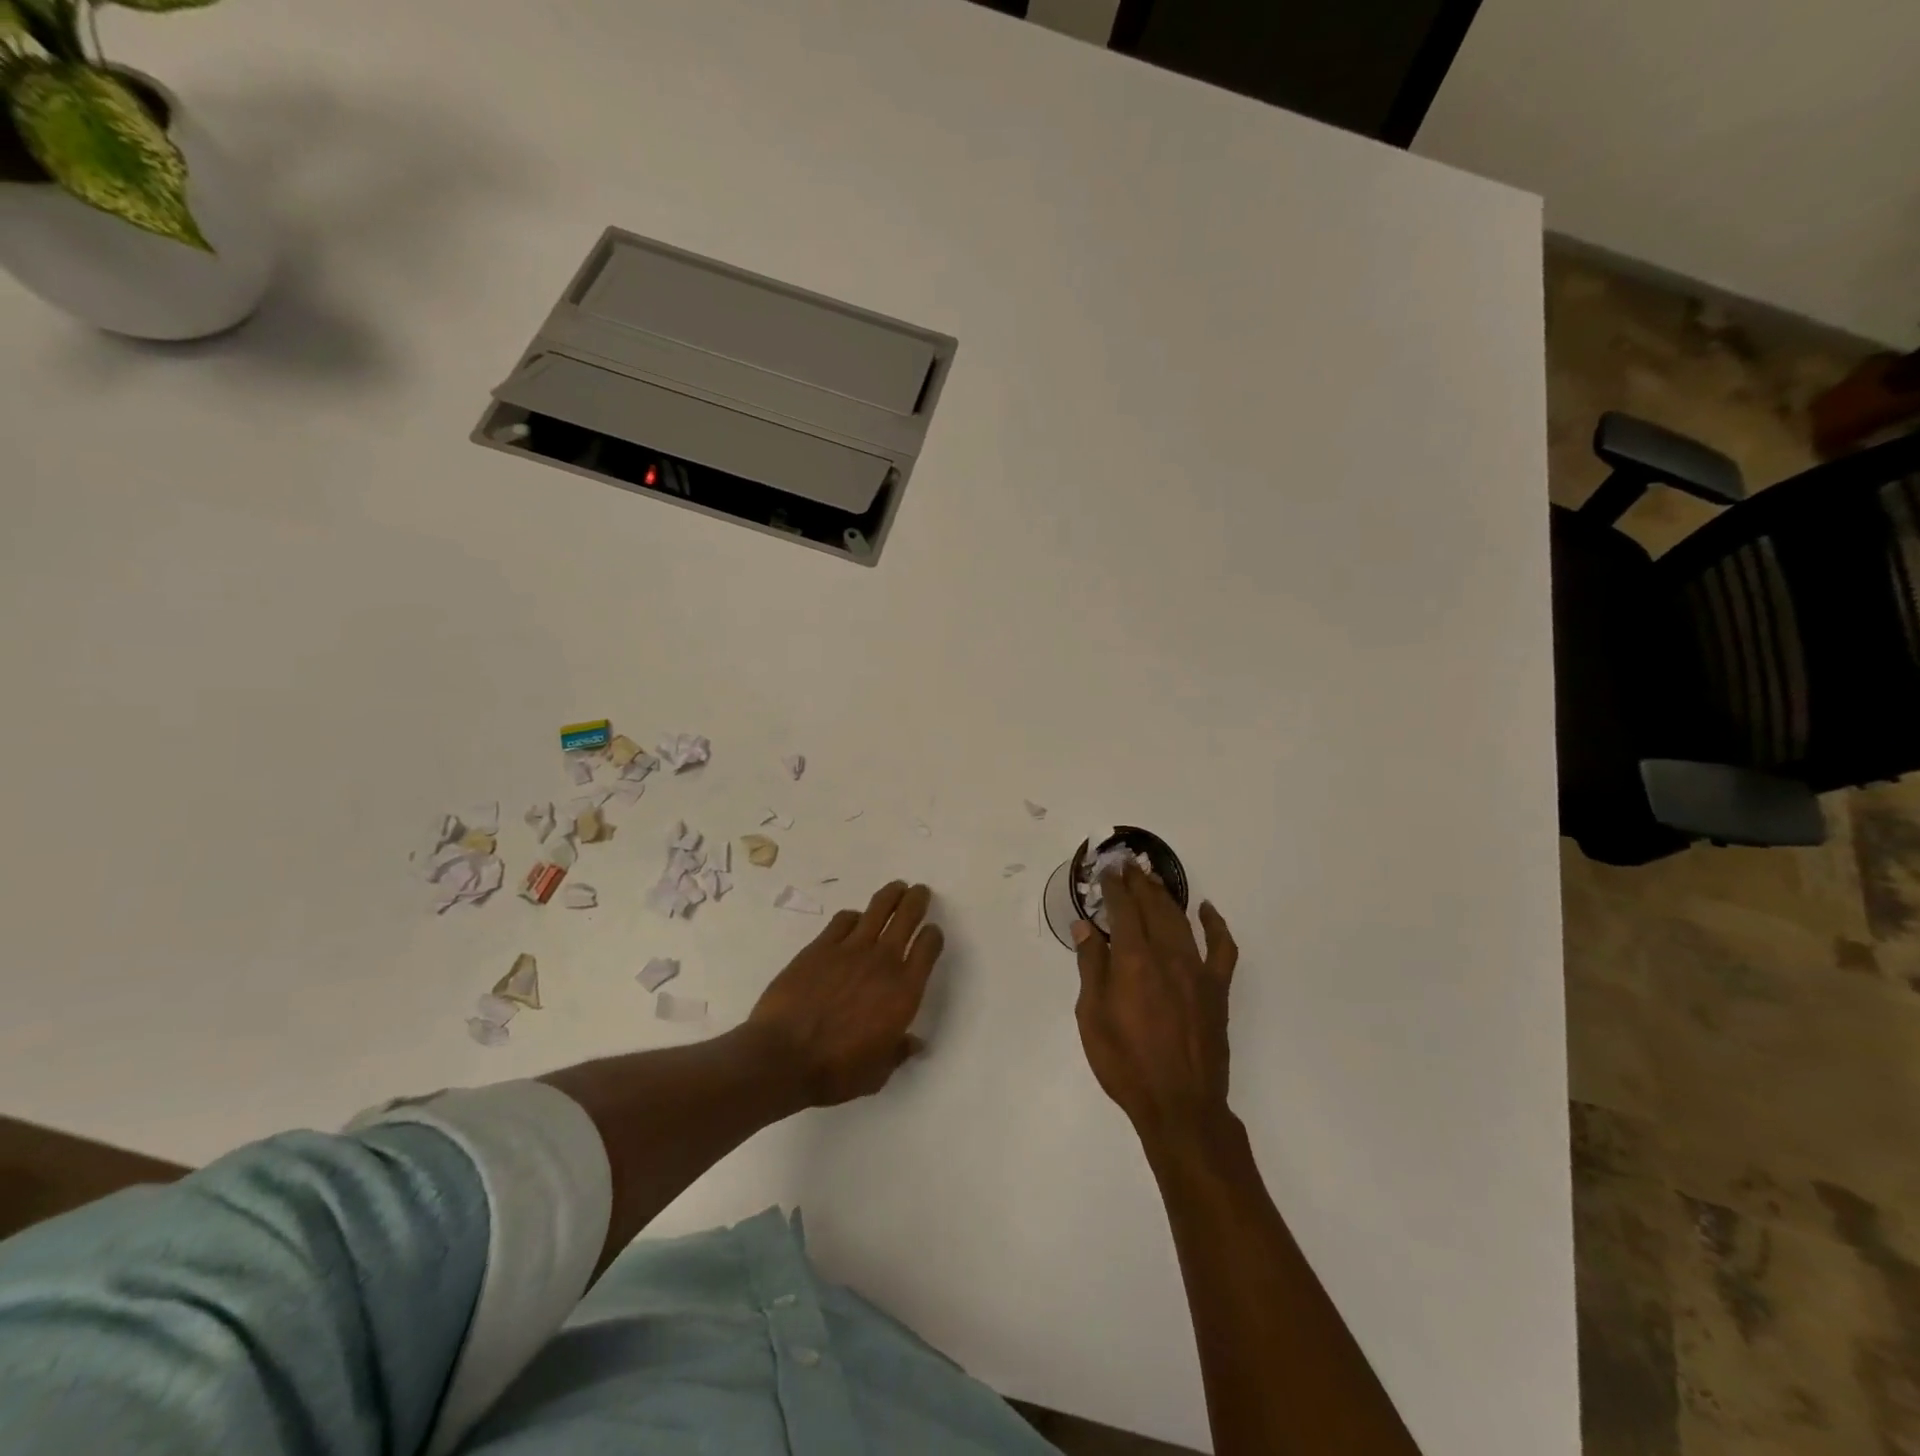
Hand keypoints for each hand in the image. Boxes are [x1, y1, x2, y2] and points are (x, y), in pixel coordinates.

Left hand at [746, 880, 943, 1106]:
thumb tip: (915, 1044)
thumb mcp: (877, 1072)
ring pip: (878, 909)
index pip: (928, 948)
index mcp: (904, 991)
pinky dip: (853, 916)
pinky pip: (843, 920)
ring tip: (896, 888)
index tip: (932, 933)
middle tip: (920, 891)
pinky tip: (854, 919)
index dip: (933, 936)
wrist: (782, 1057)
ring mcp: (850, 949)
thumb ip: (898, 1052)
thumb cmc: (835, 1071)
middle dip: (916, 900)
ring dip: (891, 895)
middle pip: (907, 917)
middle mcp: (883, 962)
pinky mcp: (820, 946)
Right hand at [1074, 862, 1238, 1140]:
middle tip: (1127, 865)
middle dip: (1138, 882)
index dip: (1114, 887)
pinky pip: (1222, 948)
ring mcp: (1197, 970)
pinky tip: (1206, 910)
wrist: (1179, 1104)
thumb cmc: (1125, 1063)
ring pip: (1180, 920)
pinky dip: (1215, 925)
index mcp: (1133, 961)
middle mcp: (1167, 955)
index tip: (1105, 870)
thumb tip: (1085, 927)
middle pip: (1152, 907)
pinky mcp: (1217, 989)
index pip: (1123, 910)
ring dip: (1165, 896)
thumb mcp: (1092, 1016)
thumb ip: (1091, 967)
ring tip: (1152, 879)